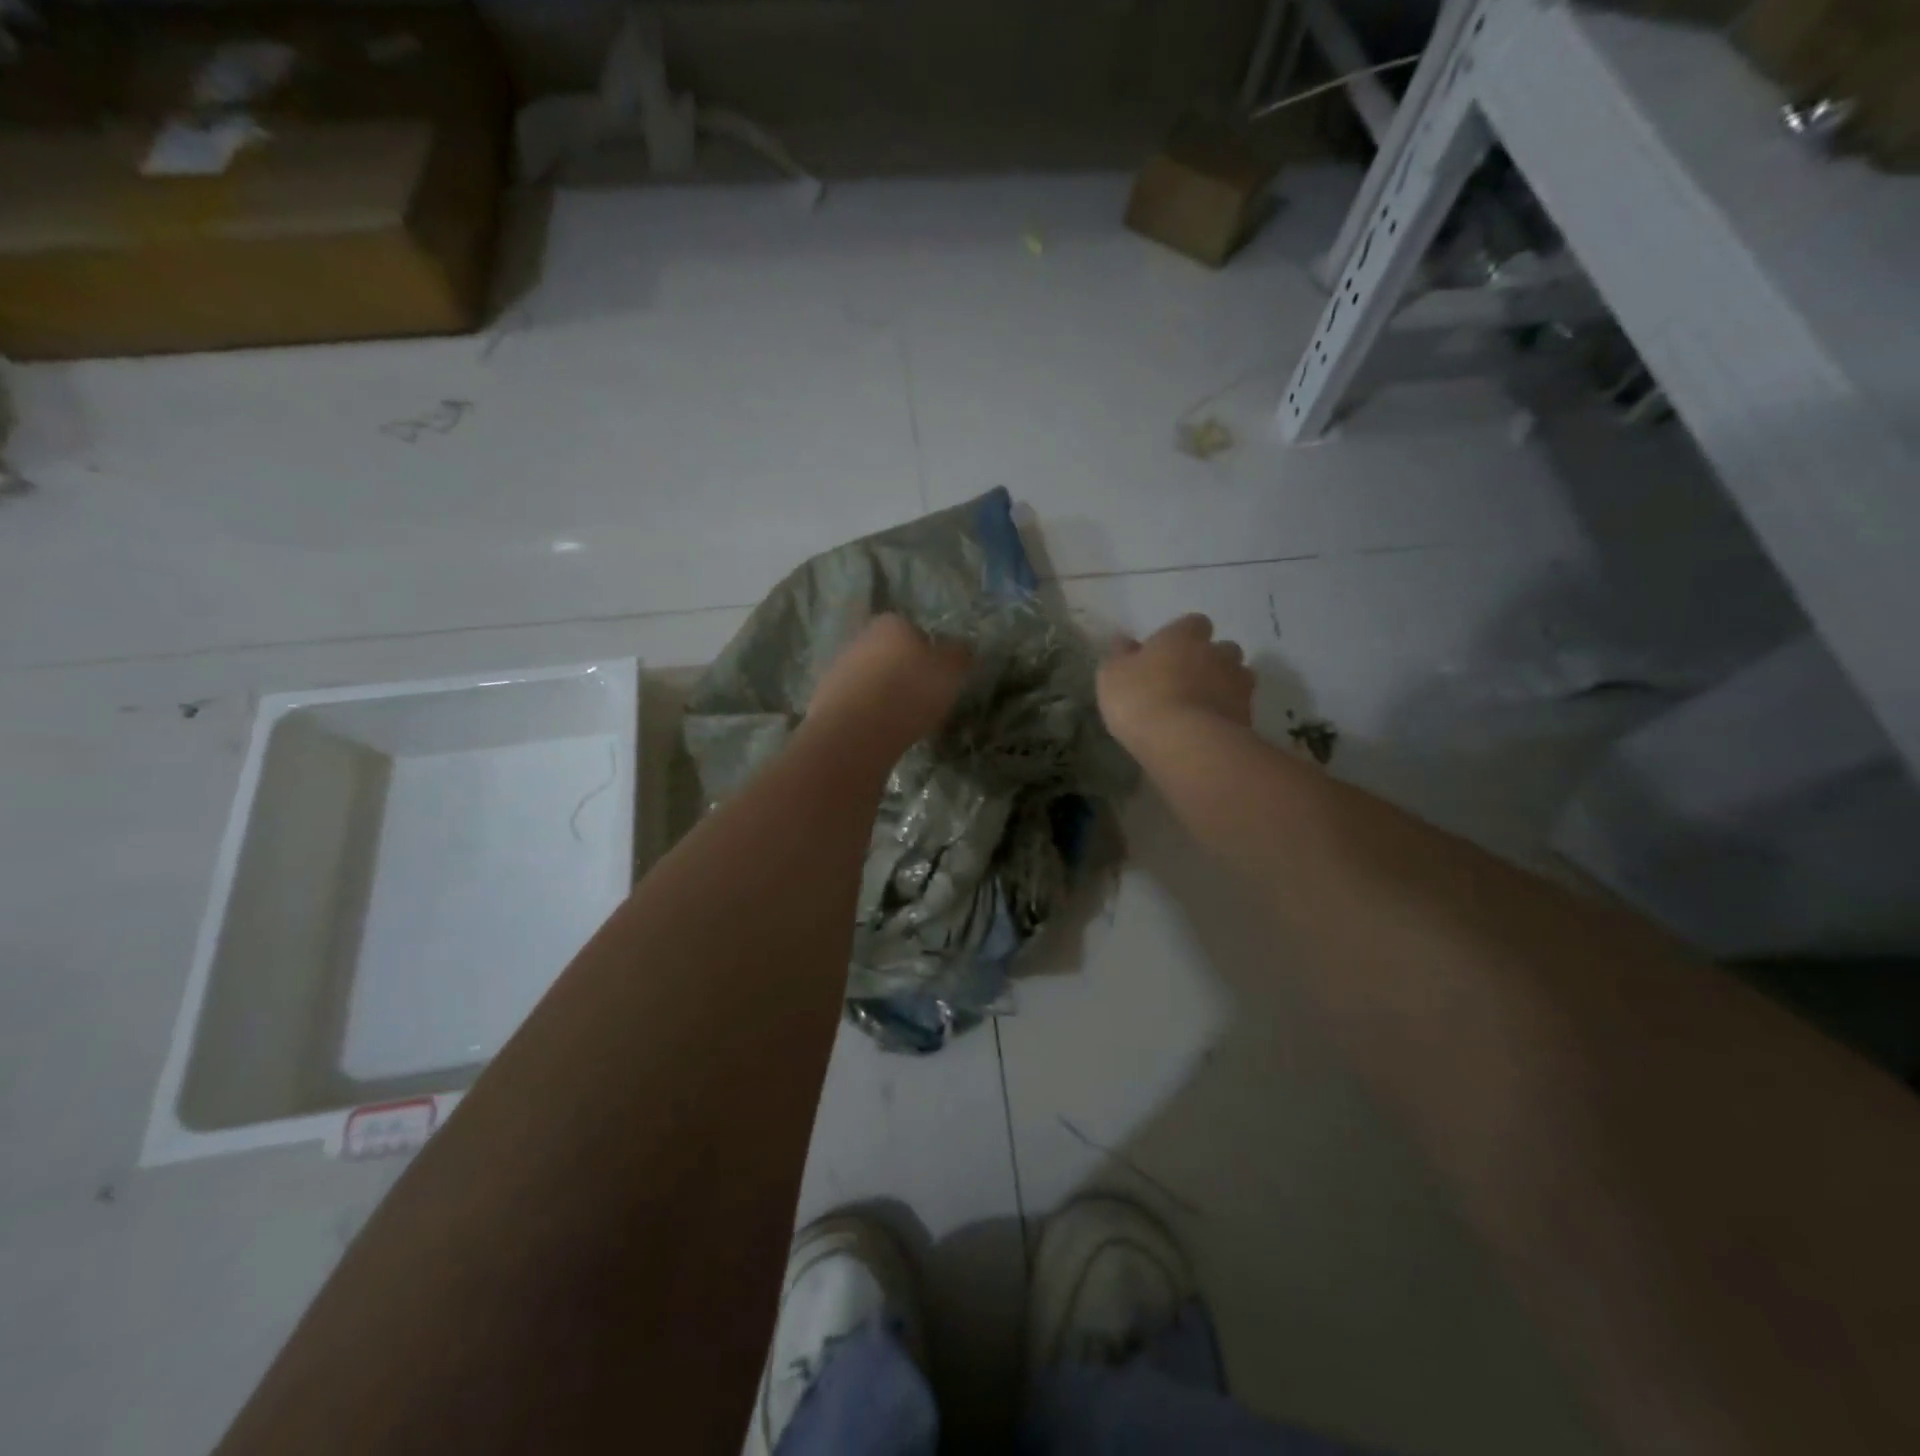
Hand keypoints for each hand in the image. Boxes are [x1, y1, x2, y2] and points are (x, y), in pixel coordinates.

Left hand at [807, 614, 972, 752]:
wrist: (855, 731)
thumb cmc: (909, 691)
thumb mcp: (951, 670)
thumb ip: (959, 654)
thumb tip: (961, 648)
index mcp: (892, 623)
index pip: (916, 631)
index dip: (930, 654)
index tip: (938, 679)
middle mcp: (861, 637)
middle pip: (890, 653)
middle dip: (904, 672)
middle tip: (921, 699)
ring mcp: (838, 667)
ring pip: (871, 677)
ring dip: (883, 693)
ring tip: (900, 720)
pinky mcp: (824, 697)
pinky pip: (855, 702)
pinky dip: (867, 713)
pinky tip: (878, 731)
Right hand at [1097, 613, 1253, 749]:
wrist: (1184, 743)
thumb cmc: (1140, 699)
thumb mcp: (1112, 676)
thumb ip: (1120, 656)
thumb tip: (1124, 641)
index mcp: (1184, 636)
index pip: (1194, 623)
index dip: (1184, 637)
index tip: (1168, 654)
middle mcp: (1217, 653)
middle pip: (1223, 649)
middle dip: (1210, 660)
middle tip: (1188, 681)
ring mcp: (1237, 685)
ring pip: (1238, 677)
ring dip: (1224, 686)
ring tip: (1202, 707)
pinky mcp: (1248, 716)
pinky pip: (1239, 709)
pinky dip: (1228, 714)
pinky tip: (1208, 730)